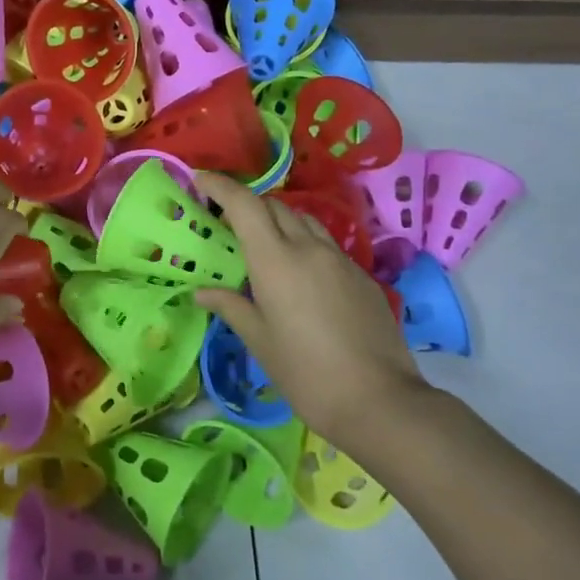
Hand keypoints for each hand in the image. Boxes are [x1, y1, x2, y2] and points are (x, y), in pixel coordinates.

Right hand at [194, 172, 432, 458]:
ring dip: (278, 221)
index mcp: (276, 261)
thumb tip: (202, 292)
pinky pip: (325, 244)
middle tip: (225, 220)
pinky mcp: (362, 277)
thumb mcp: (259, 341)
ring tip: (261, 243)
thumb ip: (230, 306)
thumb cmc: (305, 373)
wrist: (379, 401)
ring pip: (304, 221)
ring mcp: (341, 260)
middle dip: (247, 204)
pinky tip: (297, 274)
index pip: (245, 205)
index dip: (221, 186)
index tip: (200, 179)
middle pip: (274, 206)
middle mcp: (309, 249)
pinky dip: (303, 243)